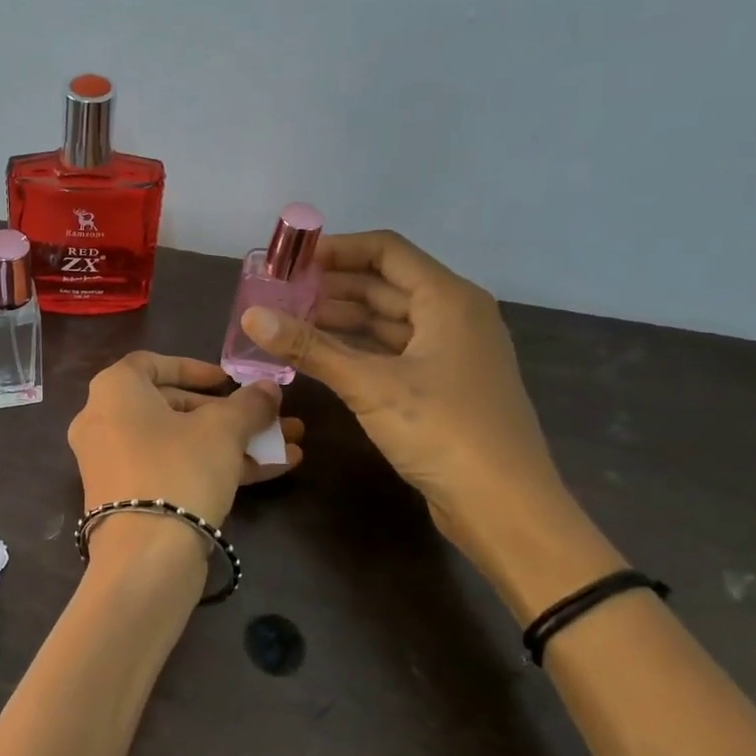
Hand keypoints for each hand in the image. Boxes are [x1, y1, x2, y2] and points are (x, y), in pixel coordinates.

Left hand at [66, 353, 303, 529]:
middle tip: (266, 419)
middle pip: (171, 406)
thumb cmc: (179, 469)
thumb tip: (269, 388)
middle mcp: (103, 421)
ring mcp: (112, 462)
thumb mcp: (223, 430)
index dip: (195, 368)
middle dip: (227, 413)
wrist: (145, 556)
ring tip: (286, 446)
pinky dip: (212, 467)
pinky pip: (171, 470)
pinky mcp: (126, 498)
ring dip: (232, 443)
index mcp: (114, 390)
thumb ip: (248, 403)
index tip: (229, 381)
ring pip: (179, 442)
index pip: (152, 363)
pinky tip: (269, 472)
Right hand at [239, 230, 593, 590]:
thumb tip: (251, 316)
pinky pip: (392, 350)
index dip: (336, 249)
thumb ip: (309, 347)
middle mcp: (453, 315)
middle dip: (331, 286)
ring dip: (340, 318)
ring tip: (288, 321)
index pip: (386, 251)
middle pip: (384, 284)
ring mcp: (449, 352)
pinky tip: (319, 355)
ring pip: (386, 320)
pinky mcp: (441, 384)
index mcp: (448, 299)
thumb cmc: (443, 430)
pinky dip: (356, 348)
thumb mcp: (370, 385)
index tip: (290, 261)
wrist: (504, 506)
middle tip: (278, 293)